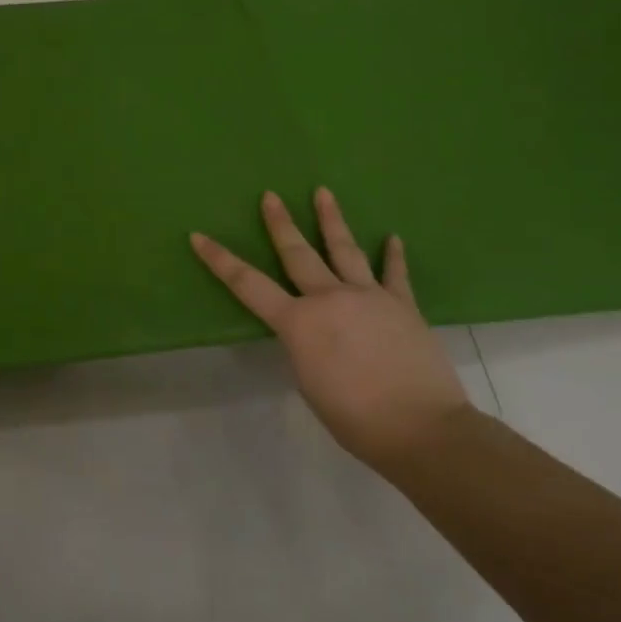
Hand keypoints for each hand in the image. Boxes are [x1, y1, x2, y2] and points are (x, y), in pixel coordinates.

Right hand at [190, 188, 469, 470]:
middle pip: (298, 253)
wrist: (421, 429)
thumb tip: (314, 333)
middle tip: (270, 196)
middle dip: (280, 223)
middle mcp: (329, 298)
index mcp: (298, 322)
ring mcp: (369, 297)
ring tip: (323, 192)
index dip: (220, 260)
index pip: (247, 284)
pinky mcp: (403, 305)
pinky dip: (393, 255)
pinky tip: (393, 238)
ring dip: (331, 220)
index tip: (199, 236)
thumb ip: (305, 347)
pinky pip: (395, 274)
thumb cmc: (354, 418)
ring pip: (345, 250)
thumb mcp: (309, 382)